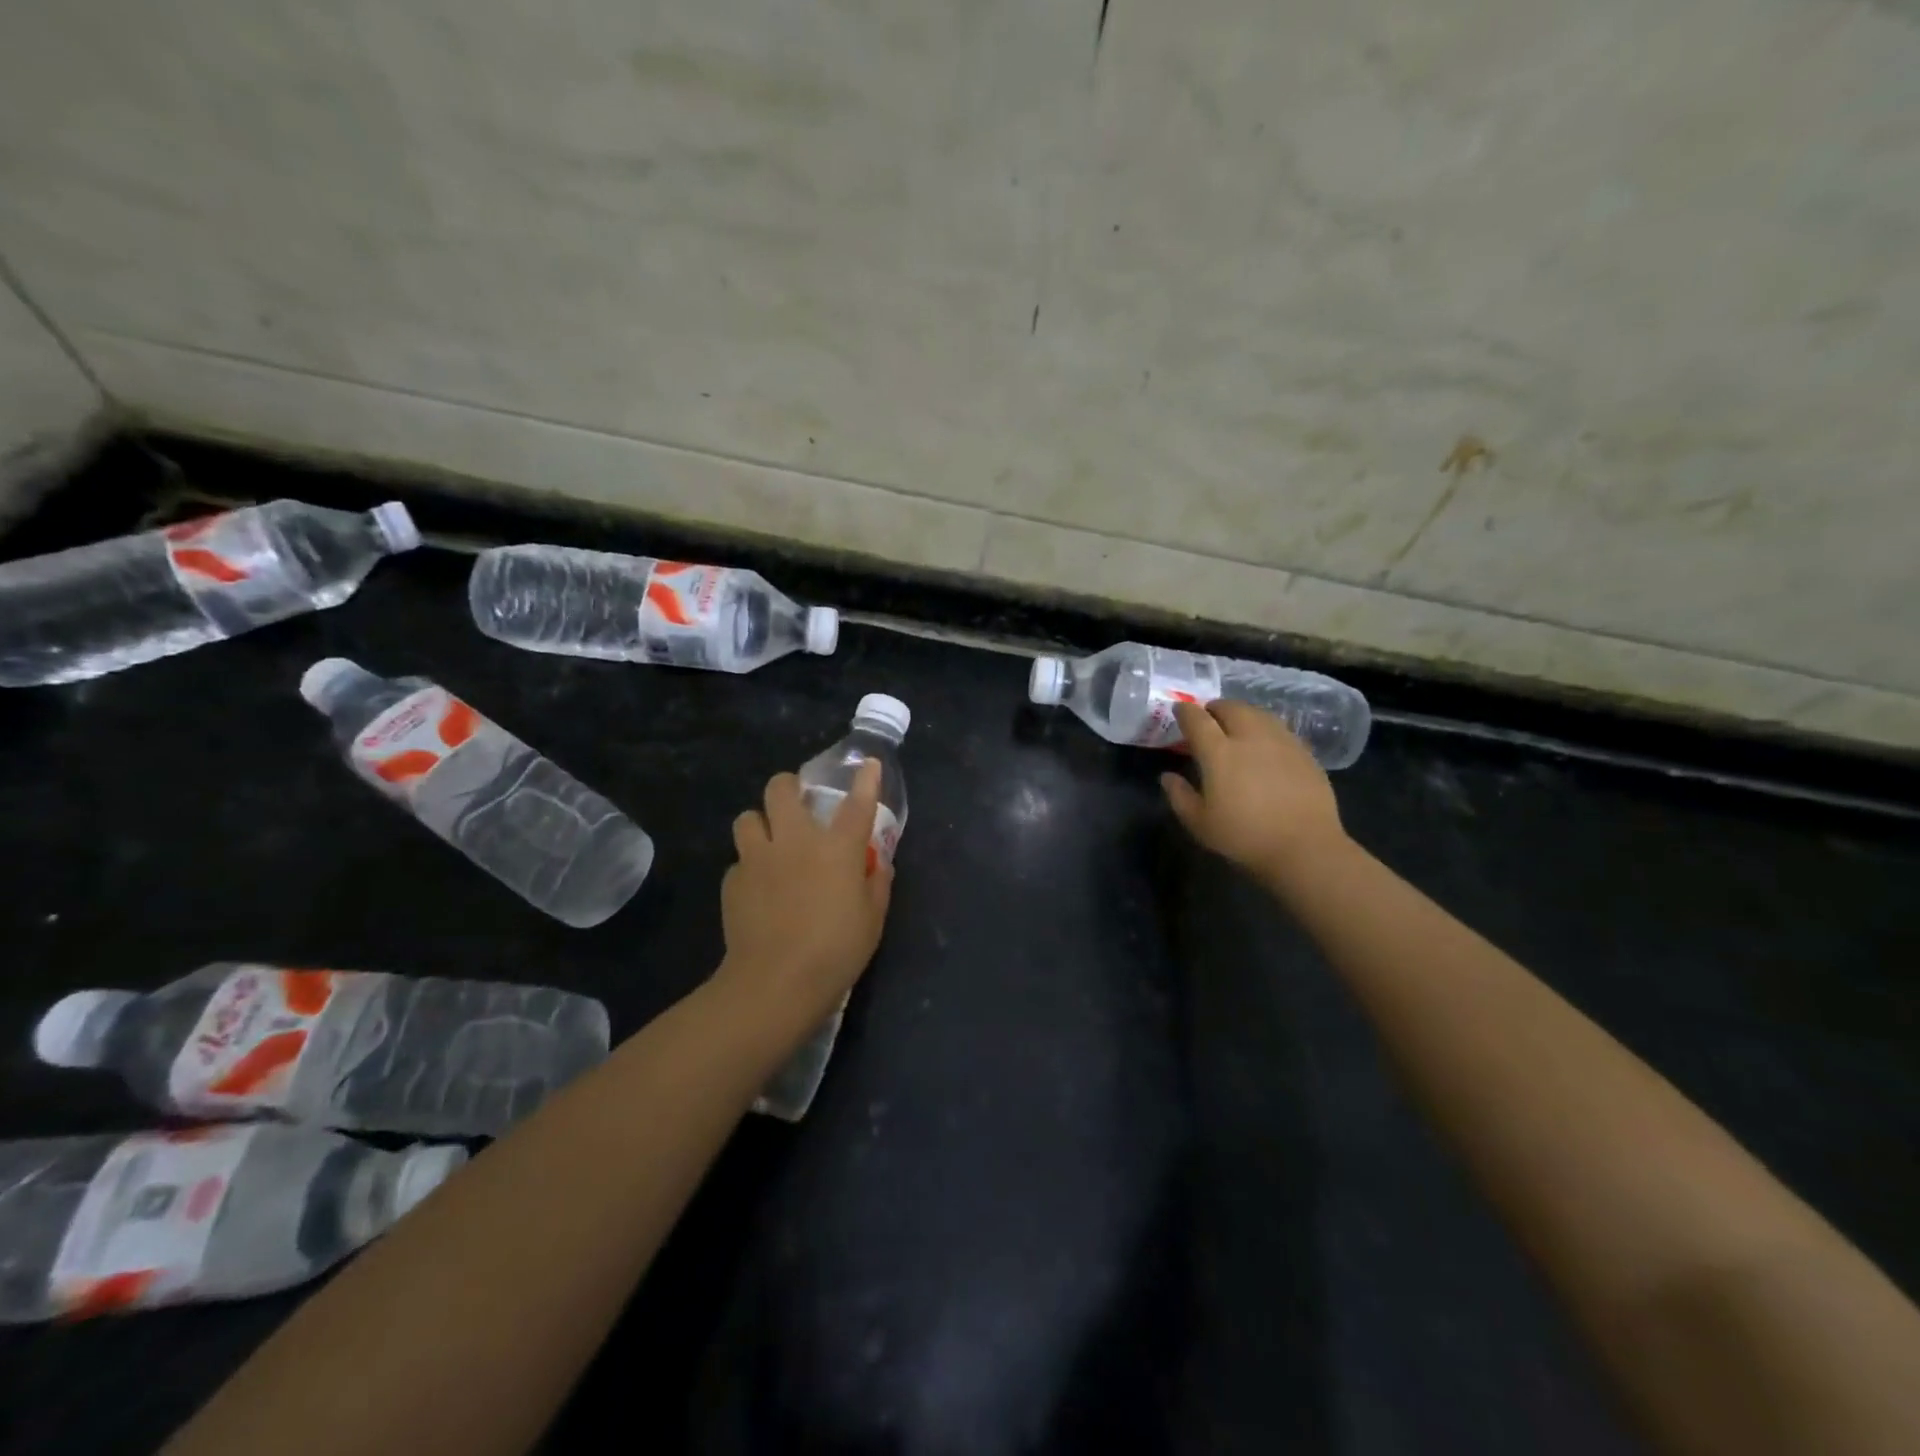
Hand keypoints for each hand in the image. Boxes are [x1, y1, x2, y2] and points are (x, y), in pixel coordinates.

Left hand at [717, 759, 894, 1036]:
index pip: (856, 804)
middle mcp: (795, 842)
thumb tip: (876, 864)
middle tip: (796, 801)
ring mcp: (758, 859)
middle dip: (787, 786)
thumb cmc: (836, 951)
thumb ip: (876, 884)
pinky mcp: (733, 882)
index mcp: (836, 848)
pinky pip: (739, 861)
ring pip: (746, 818)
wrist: (775, 982)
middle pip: (780, 789)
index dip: (866, 780)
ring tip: (769, 842)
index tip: (869, 764)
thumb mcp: (872, 919)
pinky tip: (759, 889)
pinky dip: (750, 868)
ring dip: (759, 823)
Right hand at [1162, 700, 1347, 881]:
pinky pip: (1278, 728)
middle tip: (1208, 719)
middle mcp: (1250, 737)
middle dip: (1215, 708)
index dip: (1185, 712)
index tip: (1179, 711)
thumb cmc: (1245, 837)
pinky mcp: (1304, 752)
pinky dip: (1264, 728)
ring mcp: (1281, 741)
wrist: (1305, 847)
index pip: (1197, 719)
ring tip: (1236, 726)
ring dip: (1241, 714)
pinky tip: (1264, 744)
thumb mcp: (1200, 823)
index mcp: (1219, 753)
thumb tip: (1167, 776)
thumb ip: (1180, 796)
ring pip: (1257, 713)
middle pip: (1230, 708)